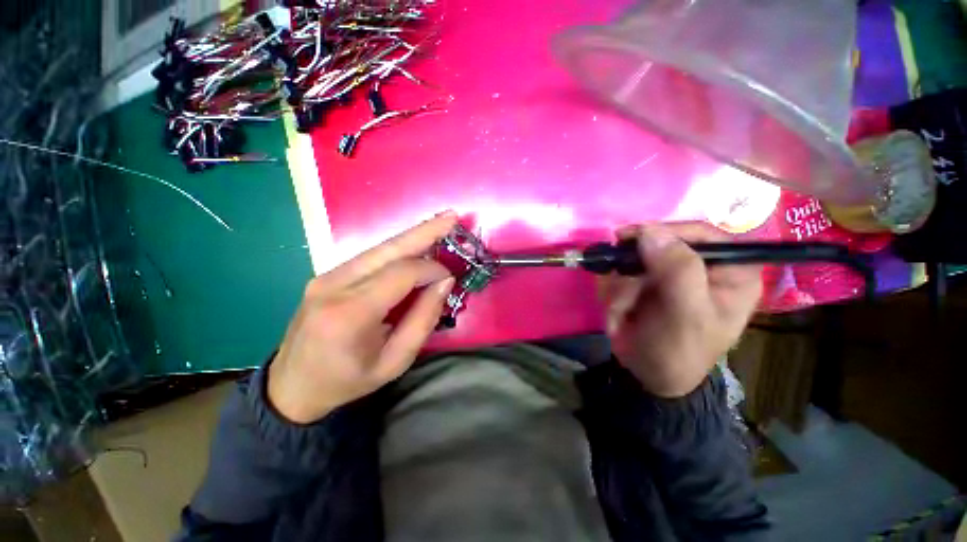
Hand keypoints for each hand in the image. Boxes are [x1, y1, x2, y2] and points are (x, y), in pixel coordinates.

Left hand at [267, 212, 457, 423]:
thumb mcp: (395, 362)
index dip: (431, 269)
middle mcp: (334, 285)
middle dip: (425, 230)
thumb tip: (444, 282)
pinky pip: (370, 256)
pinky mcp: (326, 275)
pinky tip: (415, 243)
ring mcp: (326, 276)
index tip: (450, 277)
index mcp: (350, 313)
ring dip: (412, 235)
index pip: (402, 273)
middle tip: (452, 216)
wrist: (292, 386)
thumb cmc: (347, 381)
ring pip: (379, 247)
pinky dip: (398, 248)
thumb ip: (423, 320)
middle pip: (389, 248)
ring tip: (440, 223)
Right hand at [598, 222, 761, 397]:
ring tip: (620, 313)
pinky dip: (613, 292)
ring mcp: (668, 274)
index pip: (702, 232)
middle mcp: (700, 267)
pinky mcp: (644, 282)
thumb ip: (677, 271)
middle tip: (623, 297)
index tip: (629, 239)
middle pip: (658, 246)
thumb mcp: (685, 315)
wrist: (649, 375)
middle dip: (633, 273)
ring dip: (620, 287)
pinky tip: (617, 313)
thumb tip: (650, 231)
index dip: (666, 232)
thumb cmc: (679, 351)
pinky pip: (620, 274)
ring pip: (633, 261)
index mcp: (730, 271)